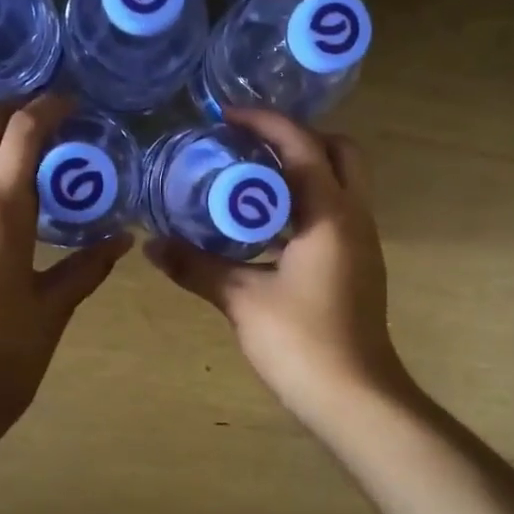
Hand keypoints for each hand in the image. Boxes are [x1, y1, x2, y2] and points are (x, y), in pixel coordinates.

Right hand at [145, 109, 410, 429]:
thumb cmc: (301, 342)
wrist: (354, 397)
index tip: (226, 115)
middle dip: (298, 138)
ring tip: (250, 177)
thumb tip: (151, 246)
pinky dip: (306, 203)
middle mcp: (355, 217)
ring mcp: (362, 243)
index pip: (302, 146)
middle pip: (340, 152)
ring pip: (342, 183)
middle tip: (250, 144)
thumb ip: (196, 267)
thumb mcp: (242, 300)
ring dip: (303, 171)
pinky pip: (336, 213)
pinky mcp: (358, 266)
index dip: (265, 122)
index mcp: (330, 214)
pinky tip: (266, 226)